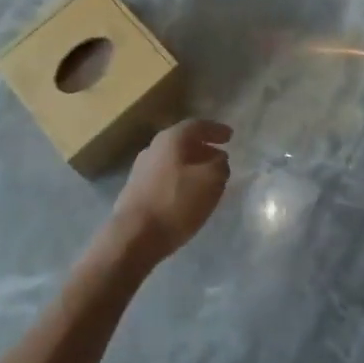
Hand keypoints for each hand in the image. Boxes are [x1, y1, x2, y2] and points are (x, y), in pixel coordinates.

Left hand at [108, 119, 232, 263]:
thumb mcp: (210, 182)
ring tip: (207, 177)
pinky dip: (180, 178)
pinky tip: (187, 194)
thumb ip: (220, 166)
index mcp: (171, 139)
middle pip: (183, 142)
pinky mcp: (136, 190)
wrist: (133, 236)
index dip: (215, 130)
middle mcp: (153, 147)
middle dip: (203, 148)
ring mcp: (141, 169)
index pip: (197, 126)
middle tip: (221, 157)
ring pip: (173, 160)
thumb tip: (218, 160)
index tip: (230, 136)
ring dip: (191, 165)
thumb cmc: (175, 203)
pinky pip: (164, 176)